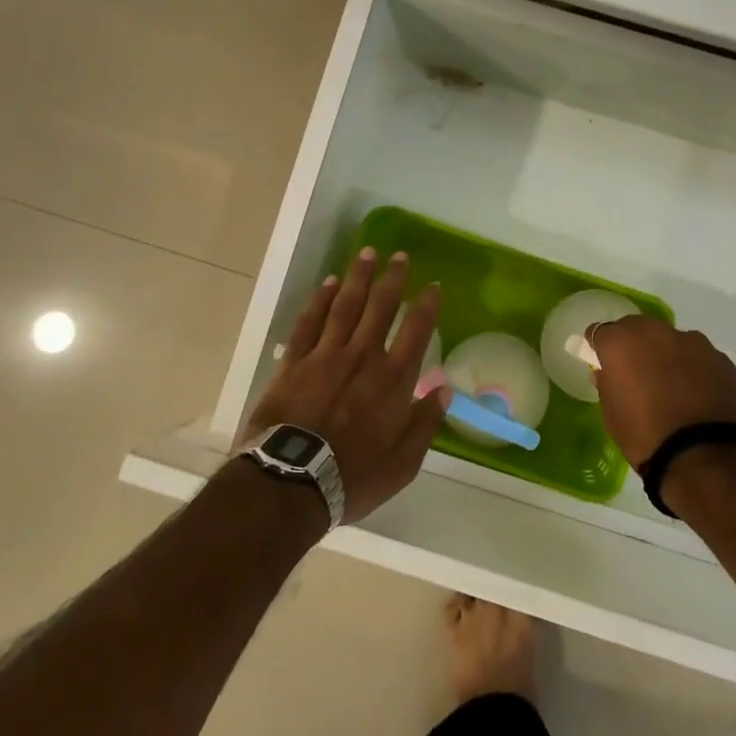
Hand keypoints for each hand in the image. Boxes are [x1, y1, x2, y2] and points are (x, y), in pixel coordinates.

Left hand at [242, 249, 448, 524]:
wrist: (291, 482)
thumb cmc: (353, 477)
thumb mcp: (404, 463)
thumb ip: (425, 423)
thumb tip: (444, 390)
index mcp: (393, 380)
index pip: (417, 331)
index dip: (427, 305)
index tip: (433, 286)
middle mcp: (363, 356)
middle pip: (381, 307)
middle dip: (393, 278)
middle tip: (399, 256)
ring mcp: (326, 355)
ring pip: (346, 305)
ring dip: (358, 277)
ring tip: (367, 253)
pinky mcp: (295, 361)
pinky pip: (310, 321)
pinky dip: (321, 300)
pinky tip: (329, 284)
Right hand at [587, 317, 735, 469]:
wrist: (705, 456)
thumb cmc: (645, 437)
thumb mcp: (611, 415)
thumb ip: (607, 385)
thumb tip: (609, 374)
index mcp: (621, 342)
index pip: (601, 331)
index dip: (600, 346)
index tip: (602, 361)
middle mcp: (656, 332)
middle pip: (638, 328)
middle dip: (634, 344)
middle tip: (636, 371)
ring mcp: (693, 342)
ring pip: (671, 340)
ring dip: (666, 354)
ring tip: (671, 385)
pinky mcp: (721, 359)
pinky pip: (698, 357)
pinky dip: (693, 369)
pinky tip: (696, 394)